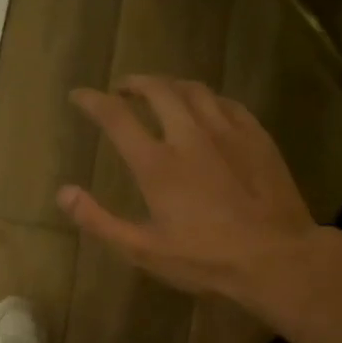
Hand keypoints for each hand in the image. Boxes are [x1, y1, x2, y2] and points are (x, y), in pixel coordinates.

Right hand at [59, 76, 337, 316]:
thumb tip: (63, 192)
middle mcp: (189, 136)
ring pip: (194, 90)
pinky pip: (226, 103)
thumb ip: (99, 220)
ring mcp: (227, 132)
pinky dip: (206, 98)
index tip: (79, 95)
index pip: (116, 116)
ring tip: (160, 92)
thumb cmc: (205, 259)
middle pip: (158, 90)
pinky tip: (205, 108)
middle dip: (134, 83)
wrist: (277, 258)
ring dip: (169, 85)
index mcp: (156, 163)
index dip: (92, 101)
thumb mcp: (143, 250)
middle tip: (122, 89)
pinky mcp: (257, 137)